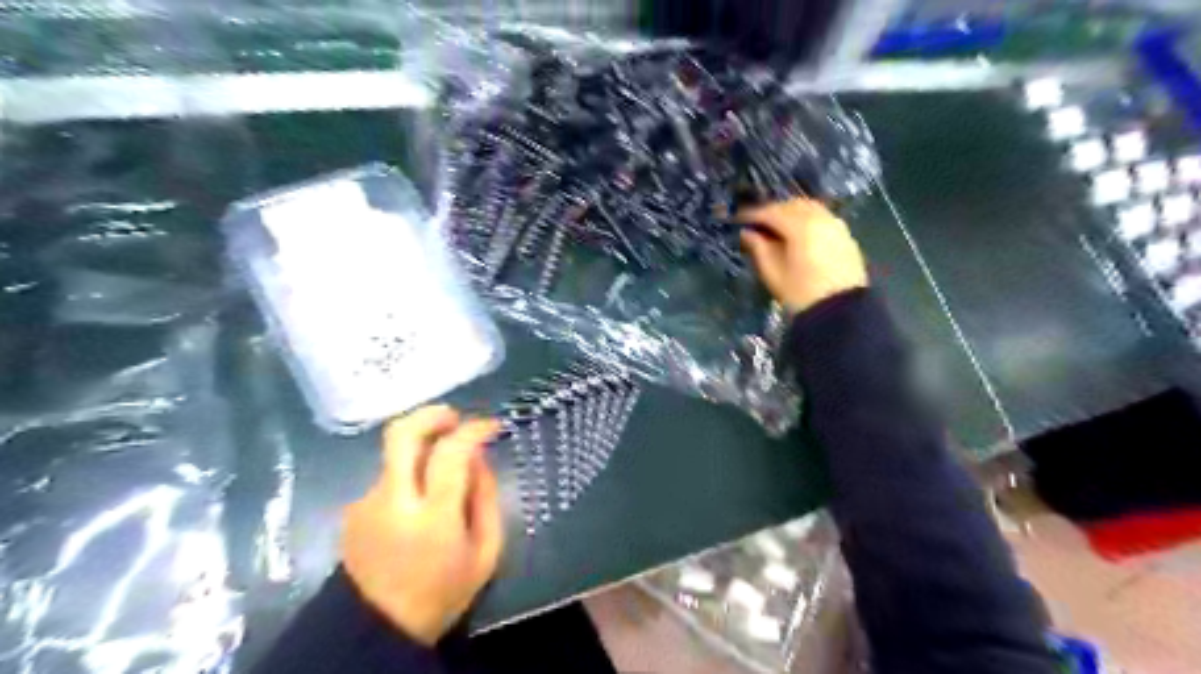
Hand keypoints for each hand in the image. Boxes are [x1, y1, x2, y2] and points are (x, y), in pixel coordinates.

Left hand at [339, 404, 501, 643]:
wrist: (378, 629)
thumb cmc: (444, 591)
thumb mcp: (486, 551)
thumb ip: (486, 498)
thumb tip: (478, 458)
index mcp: (432, 517)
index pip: (450, 453)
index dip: (473, 430)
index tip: (491, 426)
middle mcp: (392, 502)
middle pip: (401, 434)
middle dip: (431, 415)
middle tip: (453, 418)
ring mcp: (366, 504)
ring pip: (394, 454)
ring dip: (421, 449)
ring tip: (440, 473)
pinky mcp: (352, 510)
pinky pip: (388, 477)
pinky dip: (407, 475)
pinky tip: (417, 502)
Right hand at [737, 198, 868, 315]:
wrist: (841, 312)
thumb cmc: (801, 294)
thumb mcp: (773, 273)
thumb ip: (759, 248)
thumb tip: (747, 233)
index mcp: (801, 226)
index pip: (772, 212)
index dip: (753, 215)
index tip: (738, 220)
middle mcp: (821, 219)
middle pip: (792, 205)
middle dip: (773, 211)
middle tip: (756, 223)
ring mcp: (836, 226)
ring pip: (810, 208)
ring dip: (791, 213)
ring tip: (776, 227)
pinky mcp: (846, 236)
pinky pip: (822, 218)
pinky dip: (807, 219)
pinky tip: (798, 233)